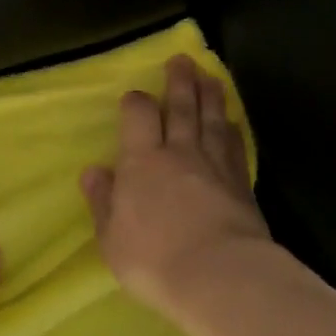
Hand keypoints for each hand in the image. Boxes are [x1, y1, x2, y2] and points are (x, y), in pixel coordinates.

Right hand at [81, 55, 269, 313]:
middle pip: (181, 107)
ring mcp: (215, 165)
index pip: (139, 116)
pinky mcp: (242, 183)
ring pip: (212, 119)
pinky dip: (232, 129)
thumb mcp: (111, 237)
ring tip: (209, 76)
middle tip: (183, 60)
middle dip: (180, 81)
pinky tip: (232, 122)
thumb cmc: (153, 260)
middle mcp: (180, 152)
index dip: (136, 102)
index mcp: (142, 161)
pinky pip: (236, 146)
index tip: (134, 96)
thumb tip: (94, 171)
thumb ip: (103, 201)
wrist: (220, 276)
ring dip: (210, 95)